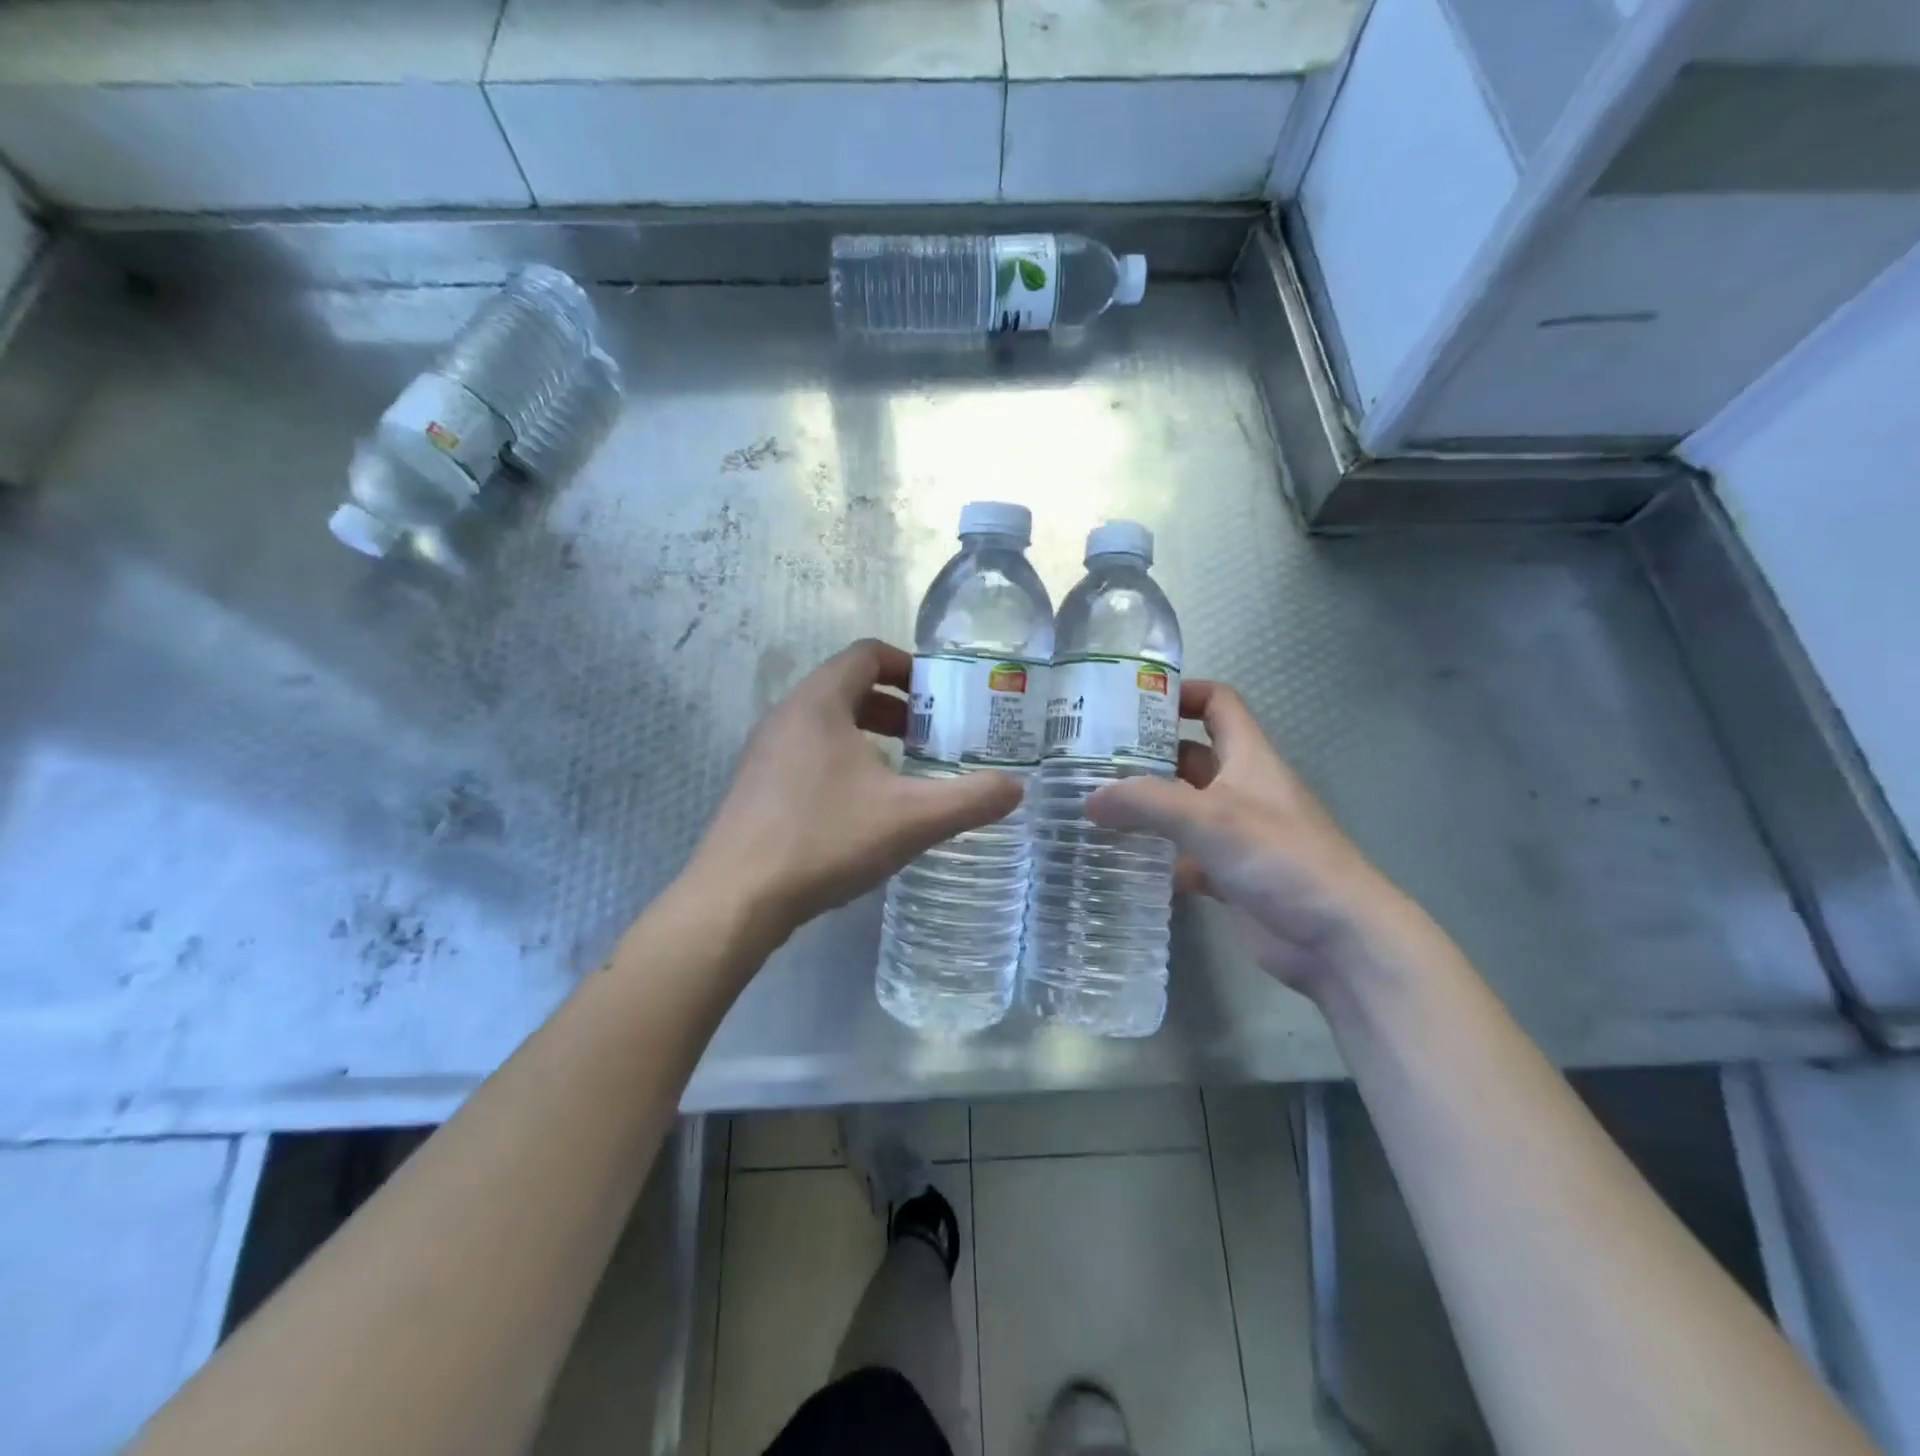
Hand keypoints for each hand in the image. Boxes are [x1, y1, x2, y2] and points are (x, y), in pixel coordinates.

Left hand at [688, 639, 1022, 945]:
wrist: (736, 899)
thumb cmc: (825, 839)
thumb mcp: (911, 818)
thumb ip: (970, 799)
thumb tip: (1017, 788)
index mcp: (819, 702)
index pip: (867, 654)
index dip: (909, 666)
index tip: (942, 695)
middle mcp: (787, 716)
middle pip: (848, 687)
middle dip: (895, 706)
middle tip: (932, 736)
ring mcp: (765, 752)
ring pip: (827, 724)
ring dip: (869, 735)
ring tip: (903, 771)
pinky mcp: (756, 787)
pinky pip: (808, 754)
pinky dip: (843, 761)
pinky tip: (863, 807)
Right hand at [1084, 680, 1432, 998]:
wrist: (1335, 937)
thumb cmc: (1279, 856)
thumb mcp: (1209, 816)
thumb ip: (1145, 802)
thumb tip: (1089, 800)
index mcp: (1249, 757)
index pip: (1218, 704)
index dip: (1181, 694)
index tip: (1131, 702)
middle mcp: (1241, 788)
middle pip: (1190, 755)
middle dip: (1146, 753)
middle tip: (1091, 758)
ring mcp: (1236, 834)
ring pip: (1182, 808)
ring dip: (1145, 806)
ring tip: (1093, 805)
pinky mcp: (1228, 875)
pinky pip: (1183, 855)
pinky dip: (1156, 856)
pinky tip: (1119, 859)